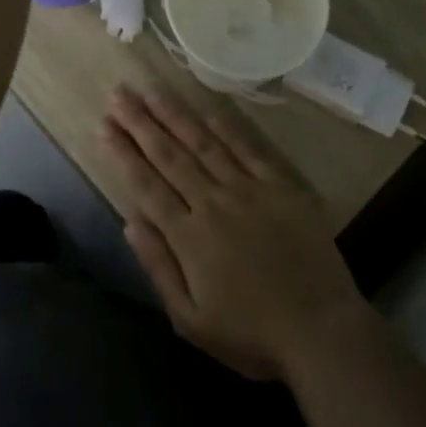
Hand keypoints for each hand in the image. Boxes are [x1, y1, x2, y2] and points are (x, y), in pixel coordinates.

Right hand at [102, 87, 374, 380]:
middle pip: (170, 155)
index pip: (147, 184)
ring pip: (203, 143)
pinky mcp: (280, 185)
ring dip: (175, 115)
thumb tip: (130, 222)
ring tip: (151, 91)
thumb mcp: (191, 321)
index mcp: (189, 236)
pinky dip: (225, 127)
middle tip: (119, 94)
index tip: (104, 126)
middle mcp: (213, 202)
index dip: (123, 153)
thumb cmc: (251, 334)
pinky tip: (206, 108)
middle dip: (141, 123)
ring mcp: (248, 189)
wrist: (321, 329)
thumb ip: (159, 267)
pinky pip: (247, 148)